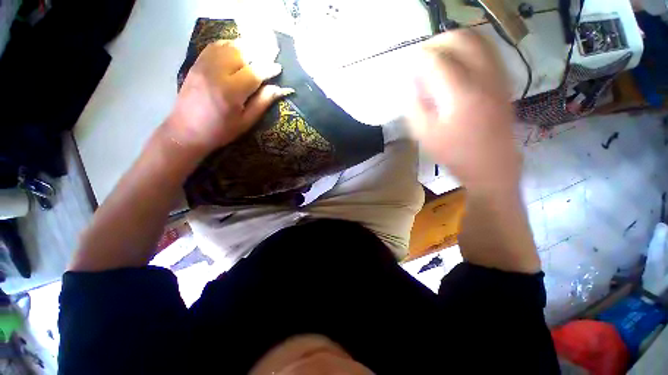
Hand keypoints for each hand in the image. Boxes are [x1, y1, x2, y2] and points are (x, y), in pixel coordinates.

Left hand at [166, 40, 292, 157]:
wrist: (186, 131)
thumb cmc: (221, 131)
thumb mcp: (246, 122)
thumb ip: (262, 103)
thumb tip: (279, 89)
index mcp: (231, 92)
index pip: (254, 72)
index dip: (269, 68)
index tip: (279, 67)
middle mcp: (216, 73)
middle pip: (241, 53)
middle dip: (258, 53)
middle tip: (270, 55)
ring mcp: (203, 65)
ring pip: (228, 46)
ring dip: (245, 47)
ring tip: (256, 53)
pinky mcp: (196, 63)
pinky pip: (215, 46)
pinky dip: (229, 45)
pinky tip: (237, 51)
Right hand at [406, 30, 520, 190]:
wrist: (492, 166)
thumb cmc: (455, 154)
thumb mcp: (425, 135)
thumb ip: (414, 106)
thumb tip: (410, 82)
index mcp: (460, 94)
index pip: (436, 60)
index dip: (418, 58)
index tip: (408, 65)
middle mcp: (484, 77)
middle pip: (461, 38)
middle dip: (438, 42)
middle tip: (423, 56)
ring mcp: (498, 77)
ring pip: (478, 39)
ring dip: (455, 42)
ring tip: (439, 57)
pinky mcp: (503, 82)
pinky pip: (488, 51)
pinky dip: (470, 49)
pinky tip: (457, 65)